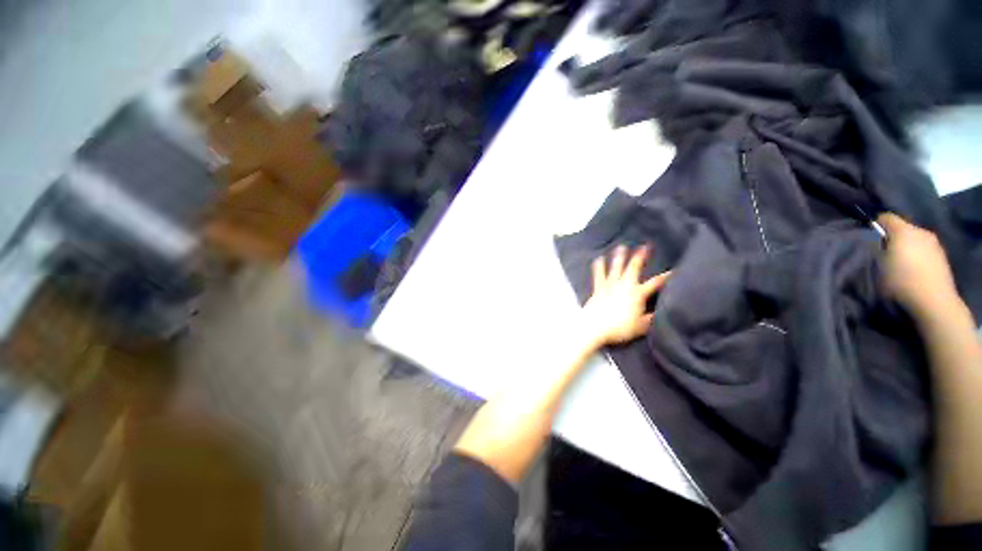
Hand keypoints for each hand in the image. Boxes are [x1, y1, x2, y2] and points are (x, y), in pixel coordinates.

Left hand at [581, 245, 670, 346]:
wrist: (595, 326)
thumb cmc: (620, 328)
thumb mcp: (641, 327)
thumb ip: (651, 318)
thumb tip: (660, 313)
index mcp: (638, 294)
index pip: (656, 283)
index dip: (666, 276)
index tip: (674, 270)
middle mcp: (624, 285)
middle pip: (633, 268)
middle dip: (640, 256)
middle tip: (645, 246)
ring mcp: (610, 285)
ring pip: (616, 267)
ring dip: (619, 257)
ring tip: (622, 246)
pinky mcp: (598, 288)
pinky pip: (598, 275)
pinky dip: (599, 266)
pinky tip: (599, 258)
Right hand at [878, 213, 959, 317]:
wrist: (934, 300)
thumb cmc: (902, 281)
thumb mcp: (880, 265)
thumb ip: (877, 249)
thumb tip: (875, 242)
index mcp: (904, 230)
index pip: (886, 217)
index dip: (876, 224)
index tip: (869, 237)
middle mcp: (921, 231)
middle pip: (902, 227)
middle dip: (893, 236)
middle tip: (884, 252)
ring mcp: (934, 243)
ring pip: (915, 238)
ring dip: (906, 246)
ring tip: (899, 262)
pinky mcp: (941, 255)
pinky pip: (924, 248)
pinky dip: (917, 254)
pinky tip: (913, 268)